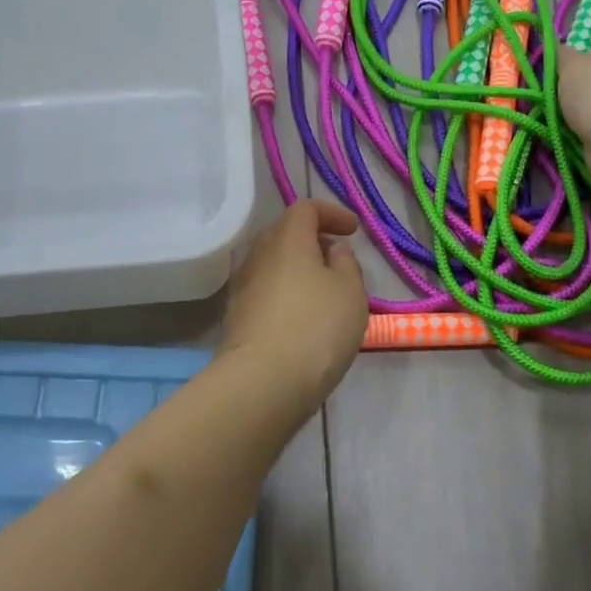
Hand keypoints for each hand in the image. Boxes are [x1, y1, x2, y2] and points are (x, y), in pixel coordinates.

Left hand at [220, 200, 369, 409]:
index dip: (331, 213)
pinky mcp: (237, 317)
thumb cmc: (316, 327)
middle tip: (337, 257)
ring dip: (298, 267)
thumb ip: (346, 263)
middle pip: (284, 233)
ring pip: (273, 263)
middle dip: (312, 238)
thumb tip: (332, 250)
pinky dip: (286, 292)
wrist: (263, 381)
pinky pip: (266, 290)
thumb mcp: (351, 292)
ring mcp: (243, 287)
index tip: (353, 230)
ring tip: (323, 289)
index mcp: (287, 239)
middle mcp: (258, 255)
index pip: (305, 209)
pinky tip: (303, 316)